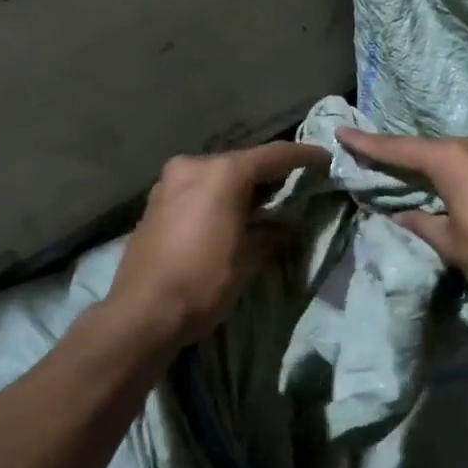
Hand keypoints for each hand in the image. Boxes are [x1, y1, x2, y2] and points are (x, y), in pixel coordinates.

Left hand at [106, 141, 329, 345]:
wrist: (142, 312)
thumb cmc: (204, 282)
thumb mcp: (249, 258)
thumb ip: (272, 232)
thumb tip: (284, 226)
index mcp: (223, 173)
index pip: (274, 156)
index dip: (304, 156)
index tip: (325, 159)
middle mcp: (194, 165)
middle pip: (242, 162)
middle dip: (270, 173)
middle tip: (296, 184)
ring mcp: (169, 182)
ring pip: (217, 174)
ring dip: (241, 185)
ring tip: (265, 201)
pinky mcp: (155, 201)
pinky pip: (197, 188)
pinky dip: (218, 195)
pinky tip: (230, 213)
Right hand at [335, 127, 467, 316]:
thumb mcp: (454, 246)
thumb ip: (422, 224)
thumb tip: (402, 214)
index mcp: (456, 159)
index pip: (402, 150)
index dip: (370, 145)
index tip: (344, 132)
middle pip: (433, 150)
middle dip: (408, 160)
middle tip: (380, 165)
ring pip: (460, 156)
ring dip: (440, 170)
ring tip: (420, 184)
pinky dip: (465, 174)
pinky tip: (459, 190)